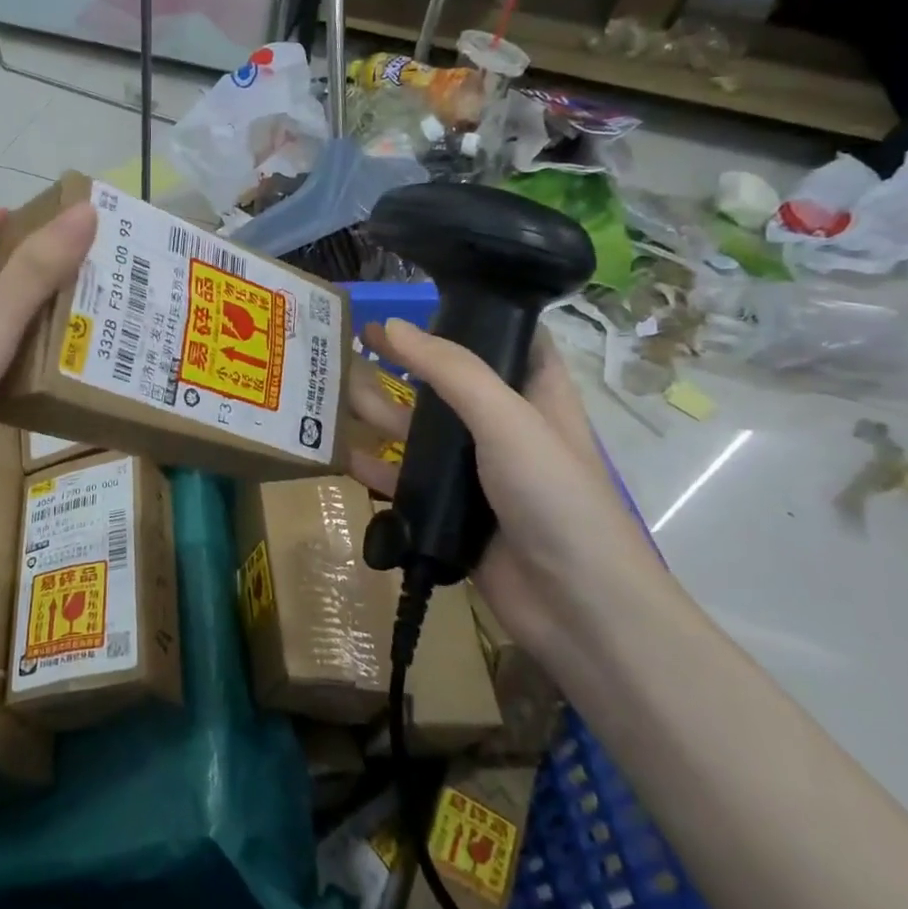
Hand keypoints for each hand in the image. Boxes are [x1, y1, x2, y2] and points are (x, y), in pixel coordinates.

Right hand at [344, 318, 659, 649]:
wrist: (577, 607)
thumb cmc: (555, 497)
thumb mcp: (507, 419)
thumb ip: (451, 370)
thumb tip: (392, 325)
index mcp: (534, 395)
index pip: (503, 340)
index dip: (464, 317)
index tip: (415, 301)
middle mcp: (504, 428)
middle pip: (446, 384)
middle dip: (402, 363)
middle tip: (349, 342)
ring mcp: (476, 473)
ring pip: (420, 432)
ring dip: (380, 411)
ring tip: (330, 390)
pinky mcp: (452, 513)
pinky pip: (406, 481)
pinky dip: (376, 466)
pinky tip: (339, 453)